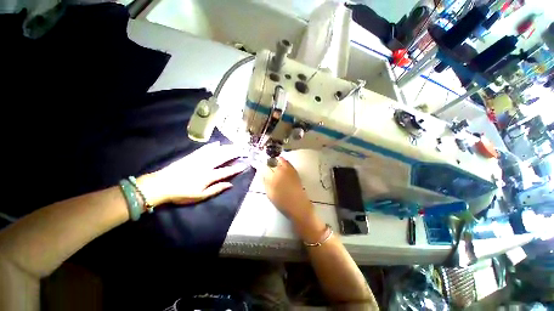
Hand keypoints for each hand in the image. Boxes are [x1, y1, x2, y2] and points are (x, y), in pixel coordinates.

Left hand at [137, 142, 247, 205]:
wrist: (161, 185)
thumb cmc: (181, 193)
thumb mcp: (200, 196)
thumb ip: (216, 189)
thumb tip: (230, 184)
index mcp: (209, 176)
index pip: (227, 171)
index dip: (236, 168)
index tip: (244, 165)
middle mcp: (206, 165)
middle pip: (223, 157)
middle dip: (234, 153)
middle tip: (243, 150)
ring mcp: (199, 159)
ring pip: (216, 151)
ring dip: (226, 148)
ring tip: (235, 145)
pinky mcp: (192, 156)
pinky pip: (204, 149)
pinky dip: (212, 146)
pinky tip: (217, 143)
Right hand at [262, 157, 313, 221]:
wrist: (297, 203)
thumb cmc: (281, 201)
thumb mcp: (269, 192)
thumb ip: (265, 181)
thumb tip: (263, 174)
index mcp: (272, 177)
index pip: (263, 167)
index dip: (258, 164)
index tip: (255, 162)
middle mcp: (280, 170)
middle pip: (272, 160)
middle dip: (268, 161)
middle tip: (266, 163)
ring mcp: (288, 169)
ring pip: (281, 159)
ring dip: (276, 160)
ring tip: (274, 163)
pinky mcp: (295, 171)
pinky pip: (288, 163)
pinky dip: (283, 162)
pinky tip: (282, 166)